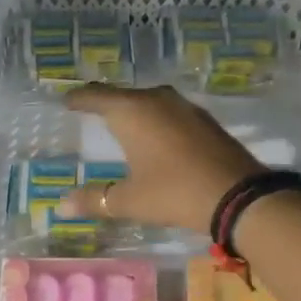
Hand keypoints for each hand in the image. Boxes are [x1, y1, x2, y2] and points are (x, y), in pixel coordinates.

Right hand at [59, 84, 261, 234]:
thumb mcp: (129, 200)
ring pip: (150, 102)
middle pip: (124, 95)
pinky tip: (156, 135)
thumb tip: (62, 205)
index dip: (79, 98)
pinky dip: (156, 120)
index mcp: (132, 112)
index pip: (97, 96)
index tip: (66, 100)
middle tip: (90, 108)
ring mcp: (185, 108)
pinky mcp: (205, 121)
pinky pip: (170, 113)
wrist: (238, 196)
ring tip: (121, 121)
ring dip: (134, 109)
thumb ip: (95, 200)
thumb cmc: (174, 192)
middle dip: (106, 102)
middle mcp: (158, 100)